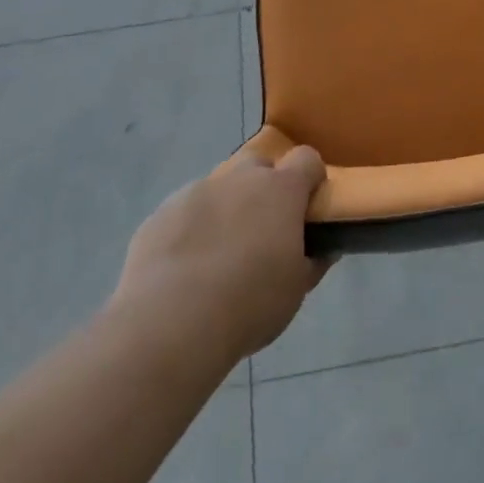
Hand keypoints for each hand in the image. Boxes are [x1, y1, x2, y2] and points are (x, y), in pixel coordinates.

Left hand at [113, 145, 329, 360]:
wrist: (170, 324)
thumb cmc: (250, 302)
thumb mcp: (297, 288)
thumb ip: (313, 261)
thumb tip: (323, 249)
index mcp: (280, 189)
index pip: (307, 159)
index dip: (311, 178)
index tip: (308, 207)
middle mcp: (239, 179)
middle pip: (259, 165)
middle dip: (264, 188)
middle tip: (263, 231)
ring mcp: (196, 192)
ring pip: (220, 189)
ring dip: (226, 209)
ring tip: (219, 255)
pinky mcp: (160, 214)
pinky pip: (185, 212)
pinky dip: (191, 229)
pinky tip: (185, 268)